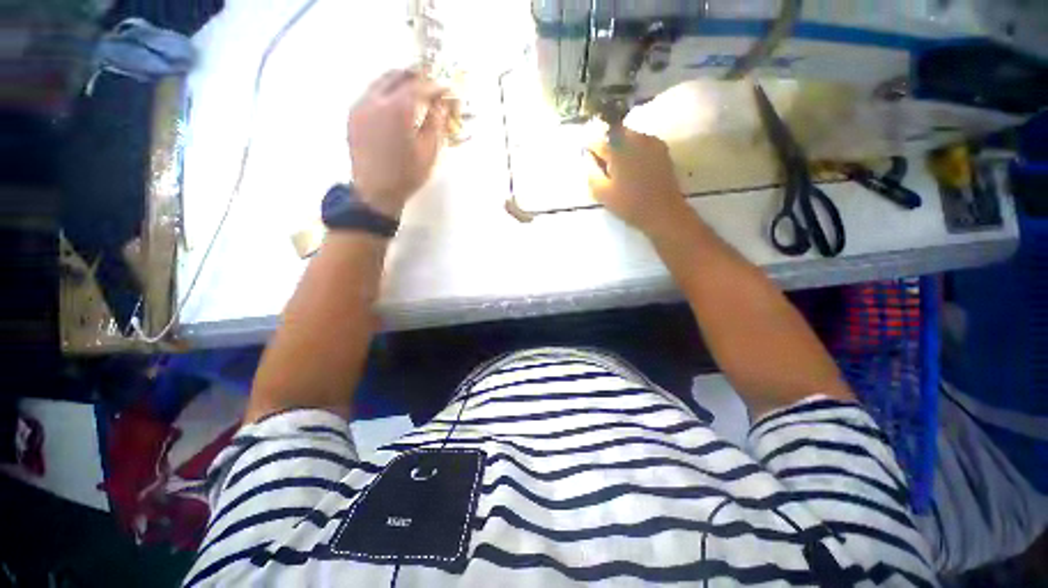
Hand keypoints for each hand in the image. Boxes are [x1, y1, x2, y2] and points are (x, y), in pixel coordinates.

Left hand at [347, 69, 448, 217]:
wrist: (375, 192)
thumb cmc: (407, 175)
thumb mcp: (429, 152)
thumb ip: (435, 123)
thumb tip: (440, 104)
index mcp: (398, 110)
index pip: (419, 86)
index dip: (434, 86)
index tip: (445, 89)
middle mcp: (375, 100)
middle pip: (396, 76)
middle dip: (414, 77)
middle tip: (429, 84)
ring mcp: (360, 106)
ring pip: (380, 82)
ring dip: (398, 82)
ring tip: (413, 91)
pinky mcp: (353, 115)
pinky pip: (370, 94)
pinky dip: (385, 92)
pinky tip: (394, 104)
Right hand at [585, 128, 688, 232]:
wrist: (663, 212)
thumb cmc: (629, 204)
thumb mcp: (602, 192)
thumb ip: (591, 172)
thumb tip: (586, 157)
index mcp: (618, 148)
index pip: (597, 141)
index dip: (590, 150)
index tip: (589, 161)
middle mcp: (635, 138)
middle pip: (615, 134)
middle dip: (607, 146)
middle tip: (604, 166)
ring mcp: (651, 141)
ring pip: (629, 137)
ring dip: (621, 148)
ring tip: (619, 168)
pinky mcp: (662, 149)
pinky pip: (642, 143)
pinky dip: (634, 151)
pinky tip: (634, 169)